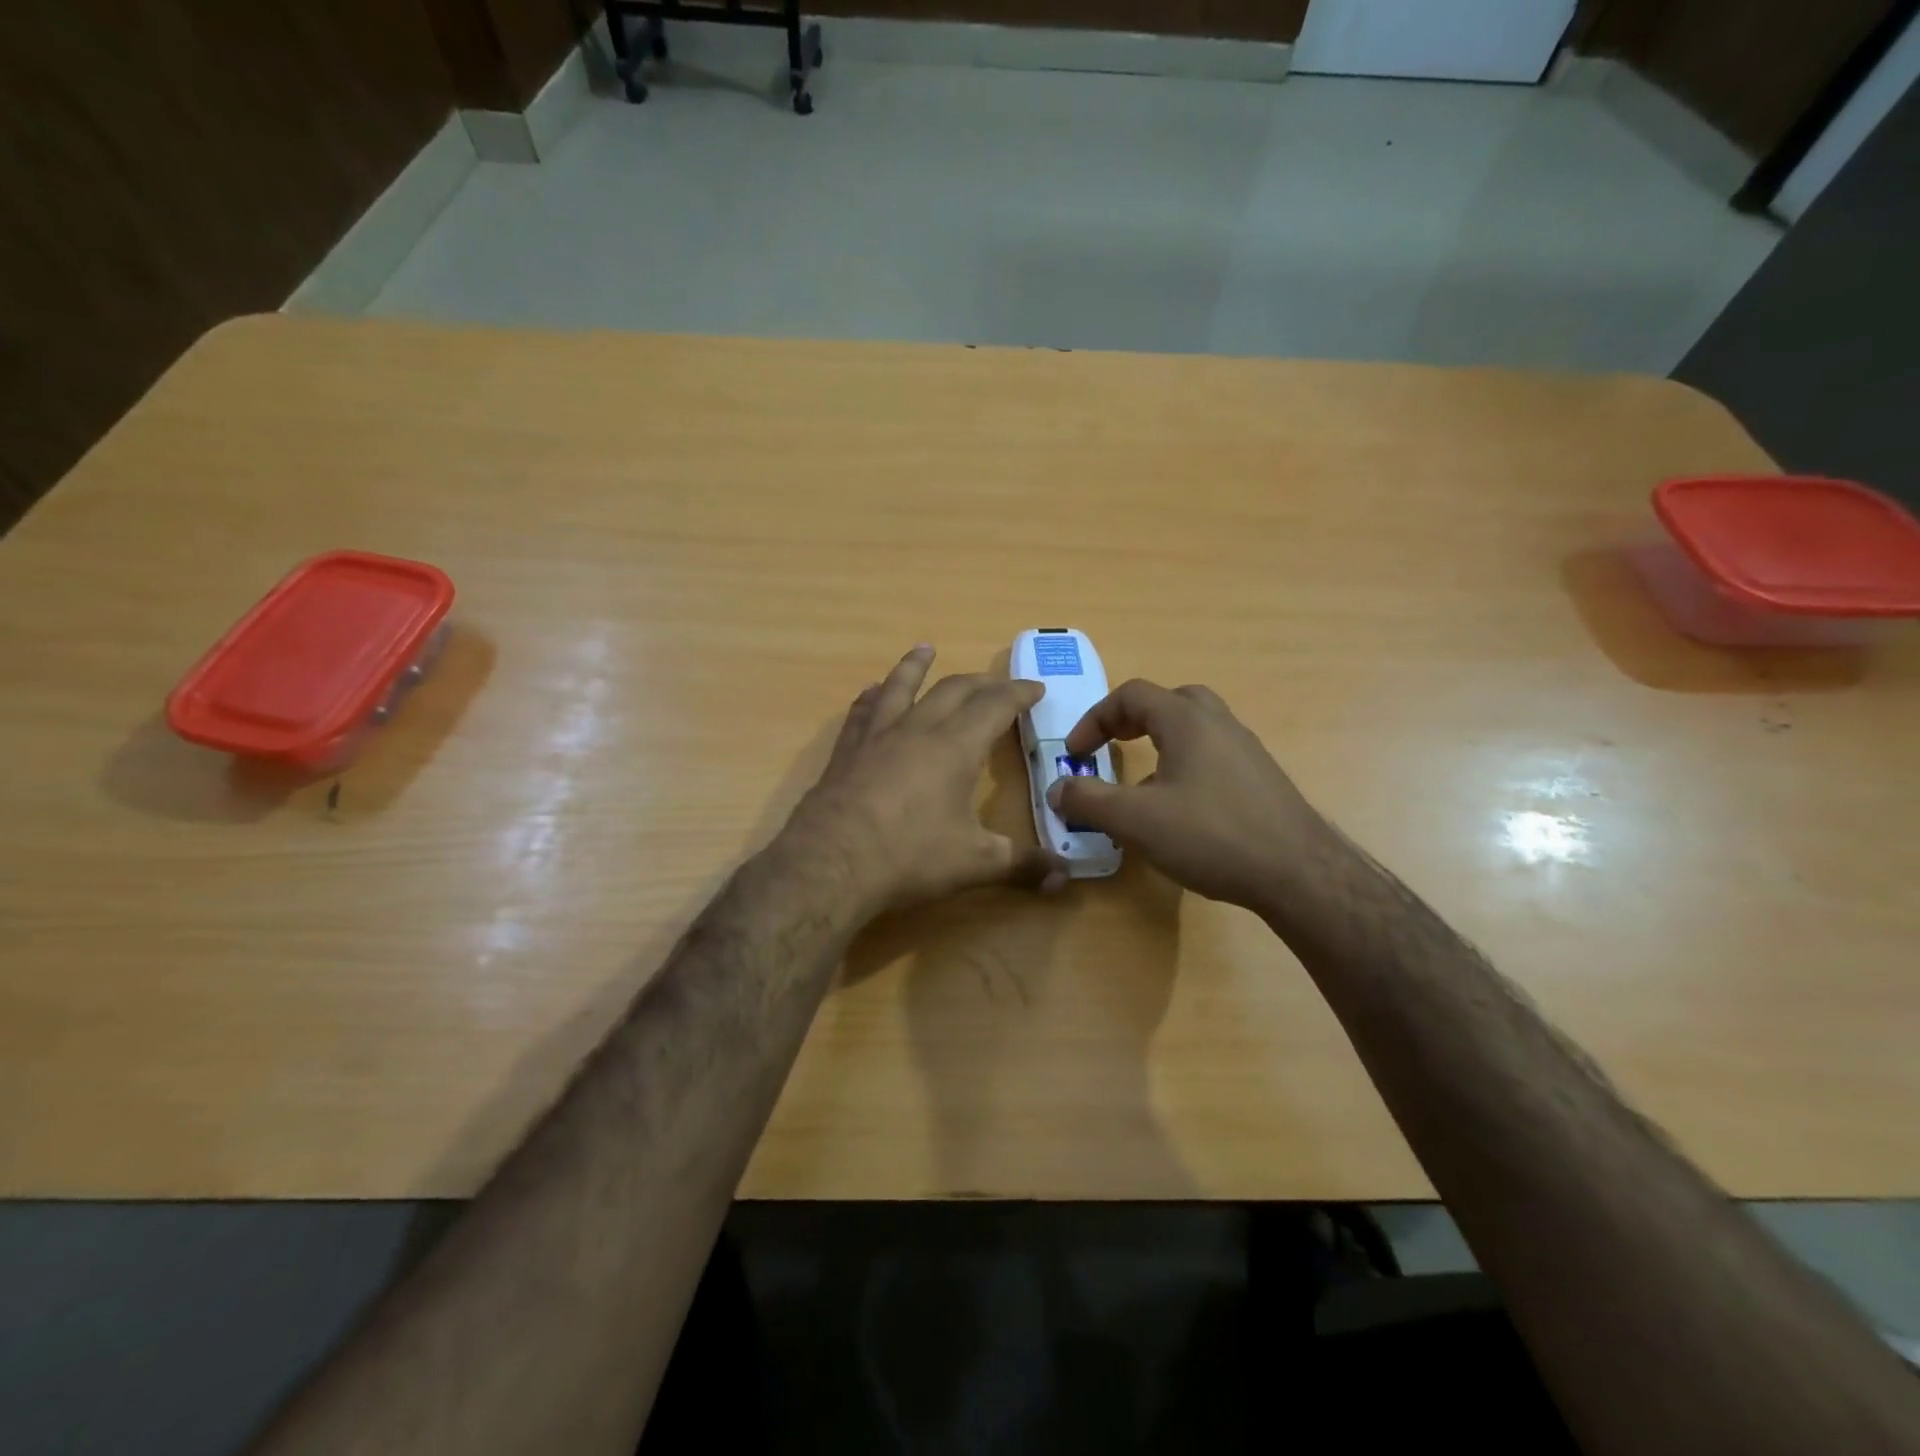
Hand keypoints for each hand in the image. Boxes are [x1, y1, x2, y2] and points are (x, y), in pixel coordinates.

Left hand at [779, 645, 1067, 916]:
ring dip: (916, 666)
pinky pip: (863, 712)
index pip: (995, 706)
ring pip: (901, 687)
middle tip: (997, 684)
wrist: (831, 863)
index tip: (1035, 688)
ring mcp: (877, 736)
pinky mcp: (846, 751)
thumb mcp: (975, 864)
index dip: (1018, 694)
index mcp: (956, 746)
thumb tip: (1065, 878)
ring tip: (925, 649)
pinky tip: (872, 692)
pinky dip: (873, 696)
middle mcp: (918, 729)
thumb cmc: (910, 857)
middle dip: (980, 682)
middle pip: (953, 690)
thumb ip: (1022, 865)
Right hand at [1048, 680, 1326, 912]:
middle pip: (1170, 701)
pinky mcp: (1262, 779)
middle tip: (1114, 747)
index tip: (1077, 754)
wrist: (1299, 874)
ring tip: (1143, 782)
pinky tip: (1181, 809)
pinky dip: (1187, 764)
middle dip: (1133, 719)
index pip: (1132, 695)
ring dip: (1162, 742)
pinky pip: (1214, 755)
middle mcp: (1220, 724)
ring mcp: (1246, 750)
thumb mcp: (1135, 820)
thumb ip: (1089, 800)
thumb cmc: (1211, 836)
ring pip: (1196, 727)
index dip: (1095, 718)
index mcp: (1187, 721)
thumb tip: (1057, 789)